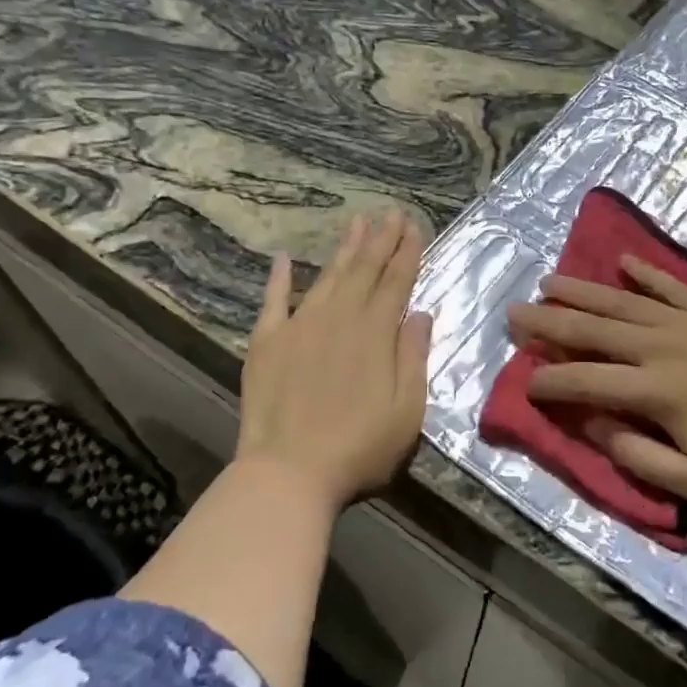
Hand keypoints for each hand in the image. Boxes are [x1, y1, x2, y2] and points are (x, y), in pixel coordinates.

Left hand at [235, 211, 432, 509]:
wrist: (288, 473)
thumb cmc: (359, 448)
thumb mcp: (407, 410)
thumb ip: (413, 357)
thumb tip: (420, 313)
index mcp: (375, 334)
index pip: (396, 282)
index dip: (407, 253)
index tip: (414, 226)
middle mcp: (339, 319)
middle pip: (364, 270)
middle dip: (381, 240)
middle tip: (392, 213)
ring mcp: (300, 326)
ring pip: (328, 277)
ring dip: (344, 248)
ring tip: (357, 222)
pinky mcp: (267, 342)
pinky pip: (274, 301)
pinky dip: (280, 278)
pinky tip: (285, 258)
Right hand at [508, 253, 686, 583]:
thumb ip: (637, 457)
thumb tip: (593, 425)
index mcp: (656, 392)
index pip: (587, 380)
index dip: (550, 380)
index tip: (525, 381)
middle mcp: (664, 348)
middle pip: (595, 330)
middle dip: (550, 321)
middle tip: (514, 312)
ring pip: (623, 303)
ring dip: (583, 291)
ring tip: (549, 282)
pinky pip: (671, 286)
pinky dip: (645, 273)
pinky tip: (623, 261)